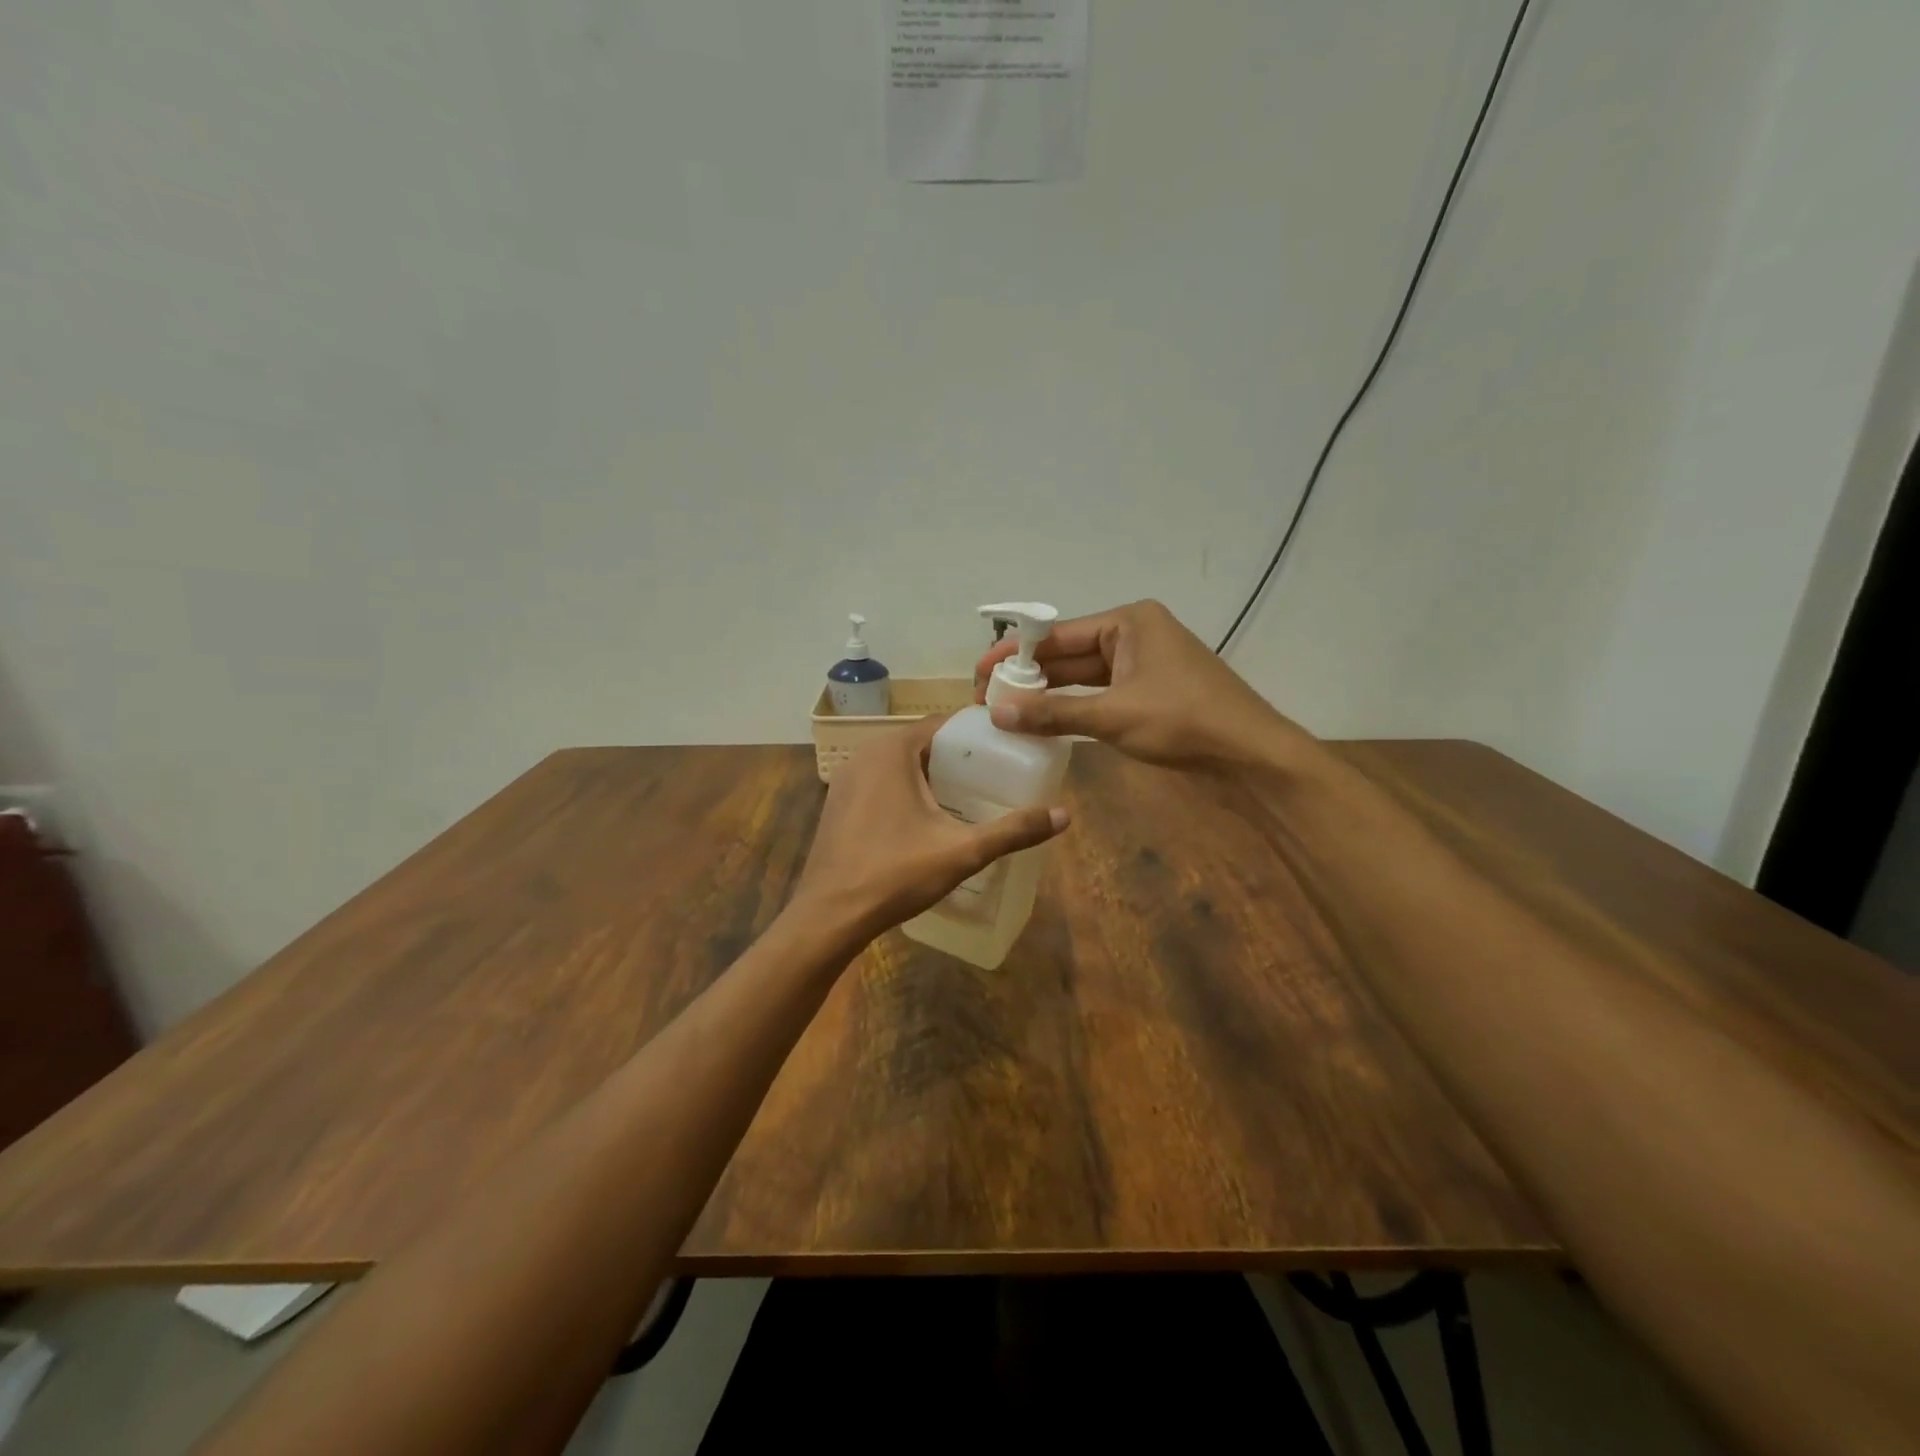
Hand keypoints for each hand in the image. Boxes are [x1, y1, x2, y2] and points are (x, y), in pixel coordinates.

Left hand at [791, 714, 1069, 942]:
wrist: (828, 916)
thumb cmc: (895, 874)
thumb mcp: (962, 852)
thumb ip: (1013, 831)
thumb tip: (1065, 815)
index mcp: (892, 750)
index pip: (944, 725)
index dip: (978, 735)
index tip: (1008, 750)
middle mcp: (865, 754)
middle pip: (923, 744)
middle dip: (958, 759)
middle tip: (995, 778)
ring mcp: (846, 780)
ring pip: (900, 765)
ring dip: (931, 775)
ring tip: (969, 797)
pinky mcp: (838, 804)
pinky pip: (881, 784)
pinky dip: (906, 791)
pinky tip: (927, 819)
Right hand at [974, 600, 1297, 769]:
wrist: (1250, 755)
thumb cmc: (1184, 720)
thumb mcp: (1113, 715)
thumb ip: (1053, 713)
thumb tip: (997, 714)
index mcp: (1128, 622)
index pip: (1058, 634)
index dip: (1016, 655)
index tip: (981, 673)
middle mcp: (1134, 635)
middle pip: (1069, 654)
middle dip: (1030, 676)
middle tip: (987, 697)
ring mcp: (1143, 665)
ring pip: (1083, 677)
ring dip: (1049, 694)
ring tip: (1006, 710)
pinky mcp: (1149, 693)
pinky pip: (1100, 695)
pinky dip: (1073, 708)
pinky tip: (1044, 721)